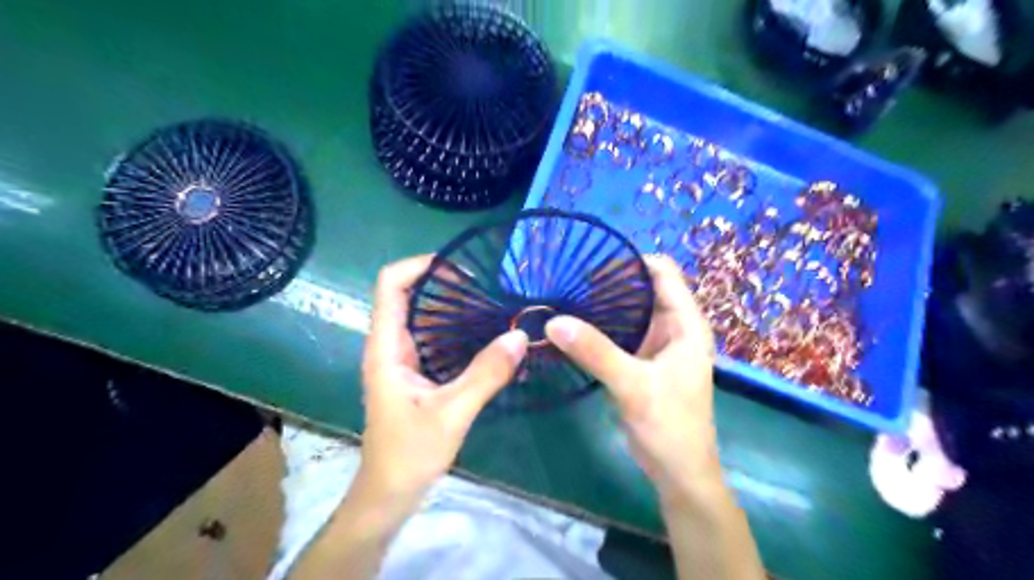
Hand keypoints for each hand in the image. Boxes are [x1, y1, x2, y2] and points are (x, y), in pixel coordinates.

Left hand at [359, 255, 532, 509]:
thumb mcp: (452, 413)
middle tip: (486, 285)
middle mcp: (390, 345)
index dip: (420, 266)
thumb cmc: (410, 453)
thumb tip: (520, 336)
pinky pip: (434, 335)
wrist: (390, 491)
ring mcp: (402, 358)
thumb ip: (486, 374)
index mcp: (387, 348)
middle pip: (407, 293)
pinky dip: (456, 326)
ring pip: (422, 314)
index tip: (461, 269)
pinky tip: (484, 333)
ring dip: (452, 303)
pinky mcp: (415, 371)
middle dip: (444, 282)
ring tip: (490, 302)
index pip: (390, 285)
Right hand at [549, 254, 720, 503]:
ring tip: (567, 297)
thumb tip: (553, 321)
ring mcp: (657, 344)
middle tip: (569, 280)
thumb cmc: (669, 426)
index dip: (630, 262)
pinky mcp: (642, 361)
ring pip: (630, 311)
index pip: (662, 271)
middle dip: (610, 282)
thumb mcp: (633, 386)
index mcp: (686, 323)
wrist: (679, 472)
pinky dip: (601, 326)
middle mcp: (674, 327)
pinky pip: (621, 332)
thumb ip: (595, 351)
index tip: (592, 263)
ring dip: (603, 304)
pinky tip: (575, 326)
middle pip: (643, 288)